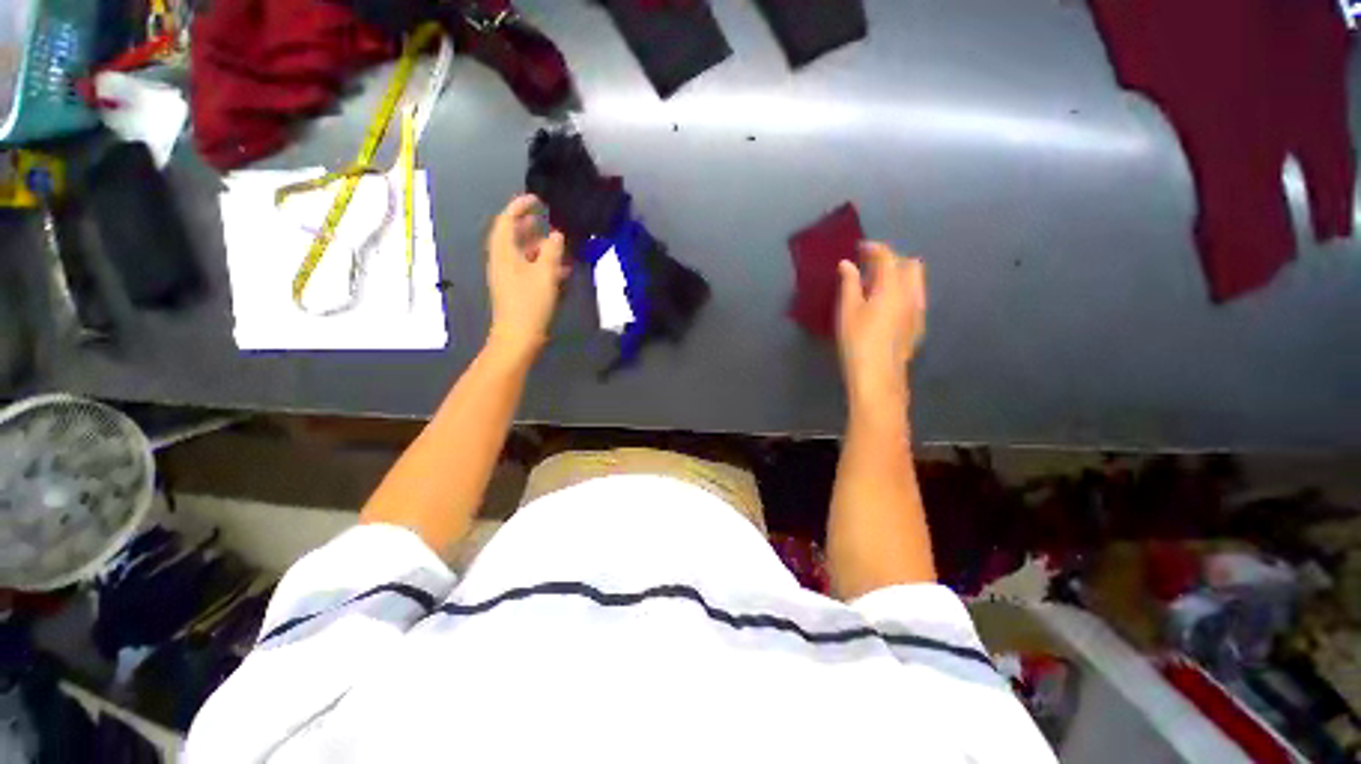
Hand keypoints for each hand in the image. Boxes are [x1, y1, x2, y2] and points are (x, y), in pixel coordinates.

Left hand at [485, 195, 569, 358]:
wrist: (518, 336)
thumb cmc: (530, 303)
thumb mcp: (545, 274)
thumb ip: (552, 251)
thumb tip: (556, 234)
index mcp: (504, 252)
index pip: (507, 220)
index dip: (520, 206)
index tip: (537, 199)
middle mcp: (503, 260)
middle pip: (512, 235)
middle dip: (529, 225)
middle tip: (547, 219)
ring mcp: (509, 276)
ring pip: (522, 253)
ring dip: (539, 245)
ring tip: (558, 243)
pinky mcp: (517, 289)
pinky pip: (528, 268)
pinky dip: (541, 263)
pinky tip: (560, 268)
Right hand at [836, 242, 926, 405]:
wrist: (878, 376)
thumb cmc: (857, 341)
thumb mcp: (847, 311)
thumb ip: (849, 284)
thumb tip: (847, 264)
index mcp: (893, 287)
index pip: (888, 257)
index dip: (874, 249)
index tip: (860, 248)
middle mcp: (912, 294)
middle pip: (910, 265)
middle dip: (892, 260)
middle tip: (869, 267)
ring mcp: (918, 311)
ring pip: (915, 282)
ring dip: (899, 276)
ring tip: (876, 286)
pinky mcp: (917, 326)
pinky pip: (914, 297)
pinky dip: (902, 291)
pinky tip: (886, 305)